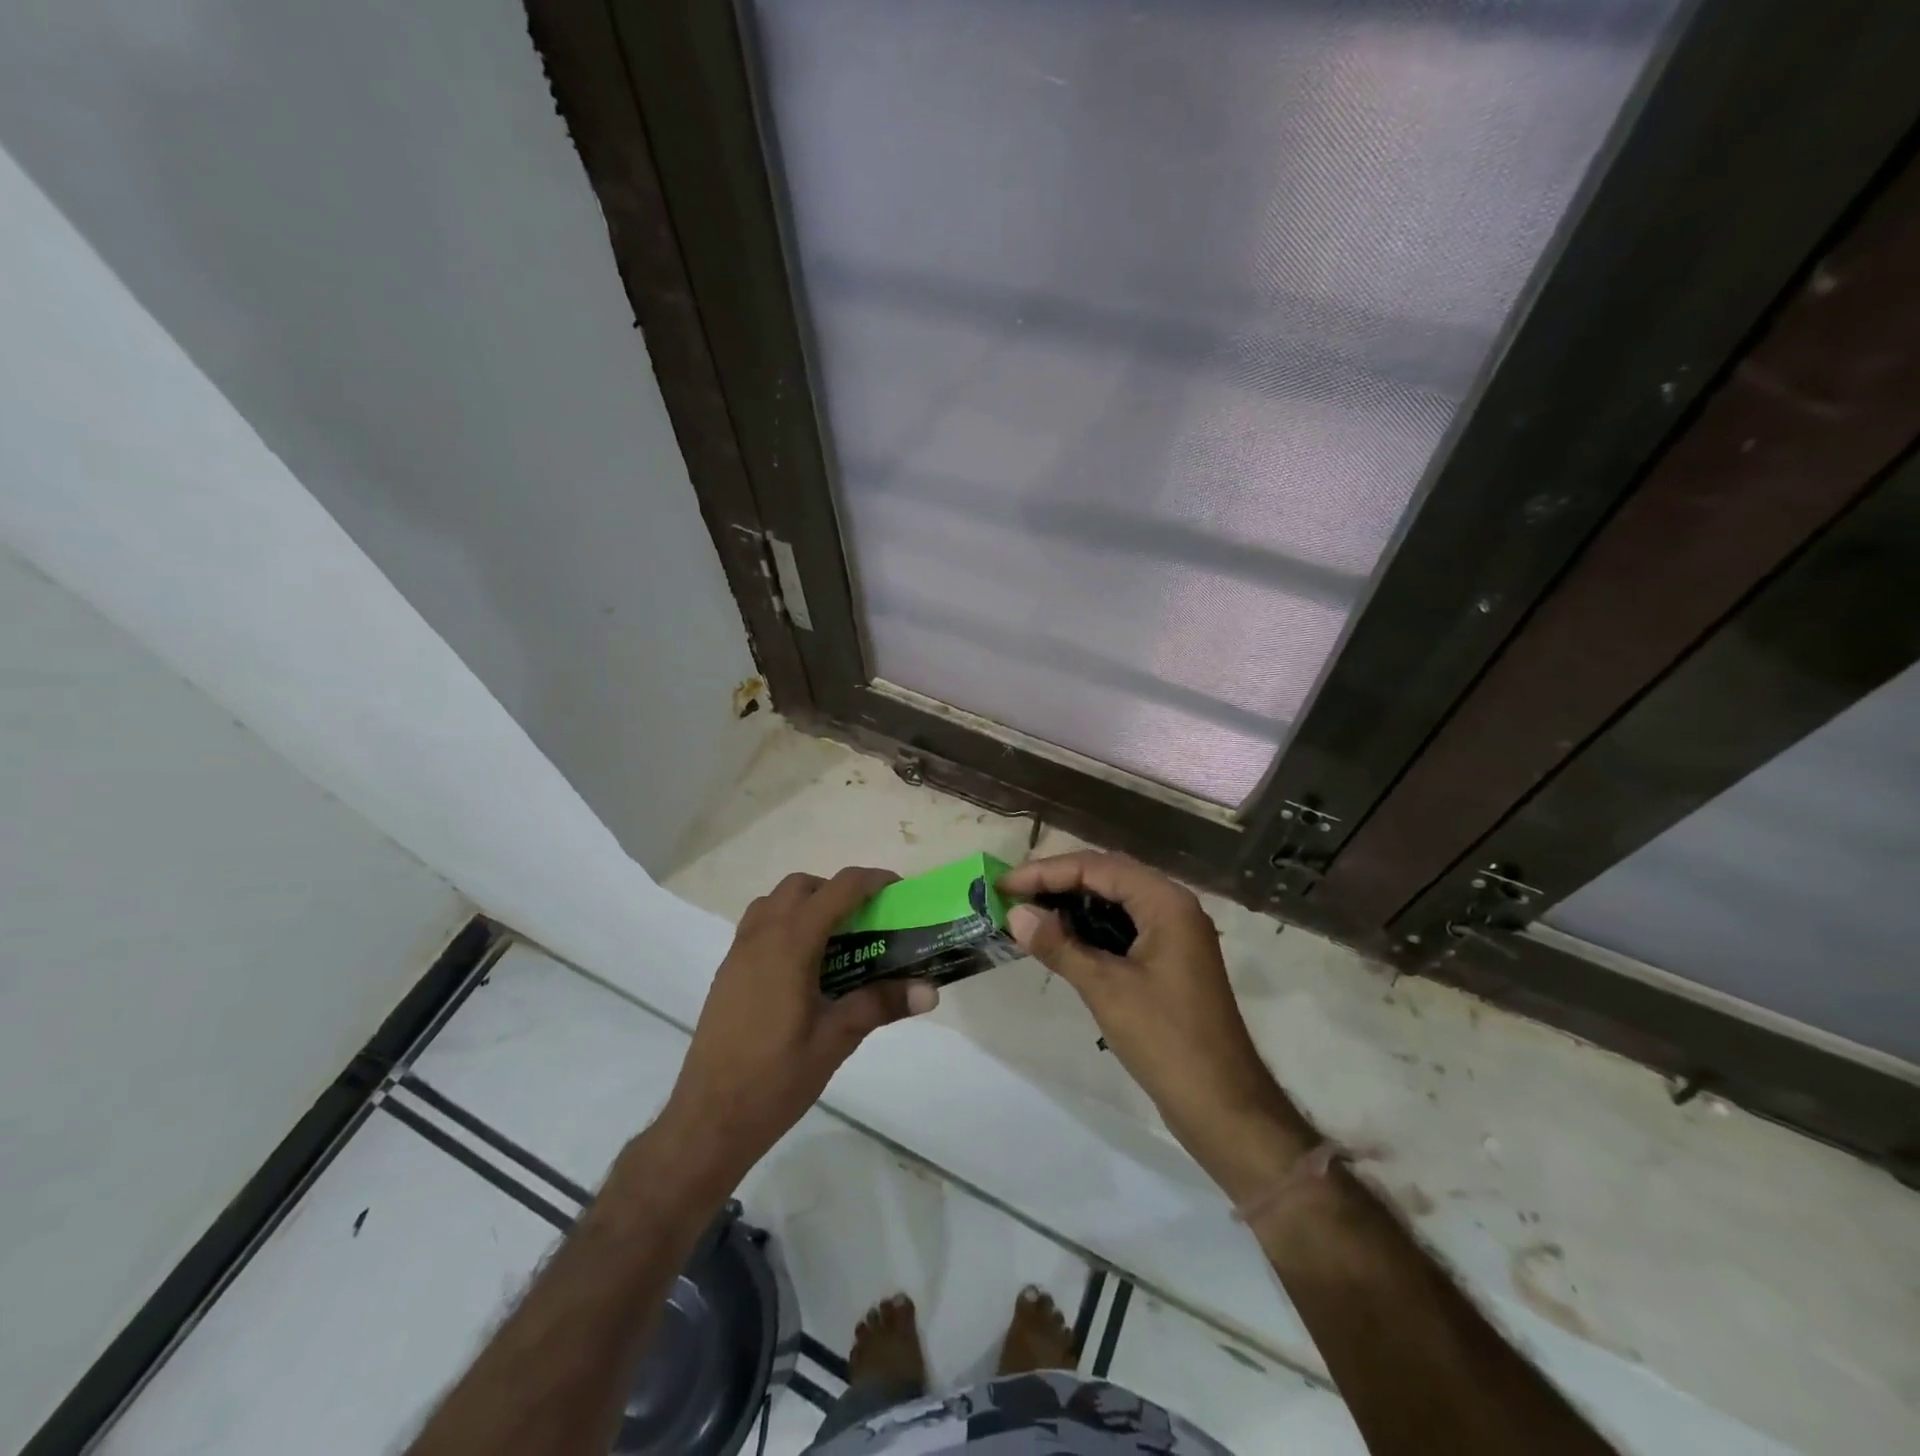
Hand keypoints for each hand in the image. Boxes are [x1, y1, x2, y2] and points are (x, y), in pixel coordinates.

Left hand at [659, 868, 936, 1183]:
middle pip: (801, 886)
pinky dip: (784, 924)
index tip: (897, 890)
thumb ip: (880, 1005)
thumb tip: (929, 991)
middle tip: (865, 922)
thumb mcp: (835, 1040)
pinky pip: (757, 925)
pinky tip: (802, 968)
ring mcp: (738, 953)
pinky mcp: (727, 973)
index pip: (836, 890)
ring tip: (834, 942)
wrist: (709, 1119)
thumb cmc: (775, 1078)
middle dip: (837, 891)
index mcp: (790, 945)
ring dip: (806, 904)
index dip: (870, 881)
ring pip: (774, 902)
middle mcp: (761, 937)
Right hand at [1000, 852, 1309, 1193]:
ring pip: (1116, 900)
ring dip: (1073, 902)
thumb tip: (1015, 914)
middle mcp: (1173, 906)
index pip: (1097, 867)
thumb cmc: (1166, 1039)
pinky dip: (1091, 926)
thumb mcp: (1106, 989)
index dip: (1047, 872)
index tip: (1004, 884)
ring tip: (1029, 911)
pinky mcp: (1170, 958)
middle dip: (1058, 881)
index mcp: (1166, 902)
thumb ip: (1059, 946)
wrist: (1223, 1104)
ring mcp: (1175, 933)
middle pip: (1108, 875)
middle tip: (1013, 893)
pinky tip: (1062, 938)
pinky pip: (1125, 925)